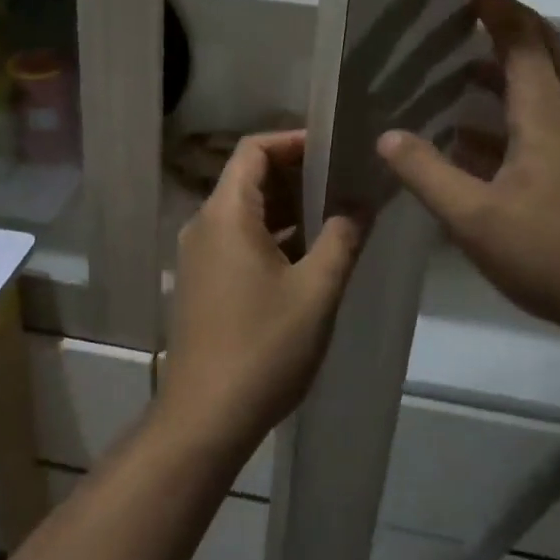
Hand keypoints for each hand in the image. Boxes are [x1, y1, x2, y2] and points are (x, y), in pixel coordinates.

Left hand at [161, 132, 362, 453]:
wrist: (206, 417)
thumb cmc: (264, 347)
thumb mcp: (317, 290)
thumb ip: (343, 238)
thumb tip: (360, 203)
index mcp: (226, 214)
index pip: (254, 150)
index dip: (293, 141)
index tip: (335, 149)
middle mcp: (204, 225)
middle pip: (249, 178)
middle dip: (298, 175)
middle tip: (347, 182)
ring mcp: (199, 256)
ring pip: (246, 212)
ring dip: (289, 209)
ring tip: (338, 215)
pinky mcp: (203, 283)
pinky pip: (239, 241)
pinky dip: (273, 237)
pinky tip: (311, 255)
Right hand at [377, 0, 559, 343]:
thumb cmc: (555, 253)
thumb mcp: (475, 218)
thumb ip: (427, 174)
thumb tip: (388, 135)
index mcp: (544, 114)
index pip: (515, 33)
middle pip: (536, 48)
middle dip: (498, 18)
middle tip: (458, 2)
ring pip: (535, 88)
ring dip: (496, 69)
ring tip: (451, 66)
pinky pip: (533, 125)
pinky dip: (499, 118)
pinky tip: (466, 140)